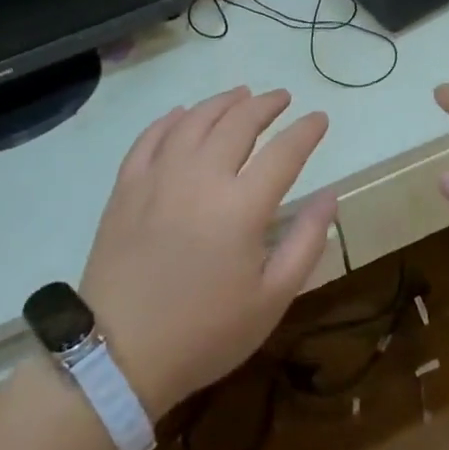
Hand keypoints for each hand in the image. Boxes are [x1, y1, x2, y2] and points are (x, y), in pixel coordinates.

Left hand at [80, 88, 332, 418]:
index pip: (284, 151)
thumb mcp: (271, 300)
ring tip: (241, 94)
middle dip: (266, 105)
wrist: (117, 355)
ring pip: (195, 120)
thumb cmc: (204, 333)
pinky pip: (151, 137)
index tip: (319, 118)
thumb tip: (330, 197)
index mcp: (242, 206)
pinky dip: (171, 119)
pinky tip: (183, 113)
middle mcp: (201, 177)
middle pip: (239, 122)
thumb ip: (305, 242)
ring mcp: (159, 176)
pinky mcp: (127, 185)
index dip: (306, 130)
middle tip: (282, 98)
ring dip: (222, 102)